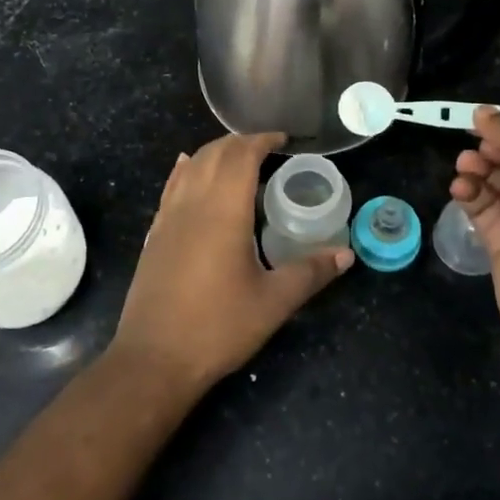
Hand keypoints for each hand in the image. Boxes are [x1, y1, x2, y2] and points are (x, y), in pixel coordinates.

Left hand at [111, 132, 352, 394]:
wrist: (153, 359)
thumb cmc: (218, 327)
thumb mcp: (273, 302)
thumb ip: (310, 273)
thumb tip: (346, 255)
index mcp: (223, 210)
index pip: (241, 155)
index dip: (262, 140)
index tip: (283, 140)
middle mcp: (193, 203)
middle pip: (214, 153)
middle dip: (240, 142)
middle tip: (267, 148)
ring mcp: (168, 217)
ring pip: (189, 166)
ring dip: (213, 152)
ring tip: (236, 157)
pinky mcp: (155, 234)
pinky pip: (171, 186)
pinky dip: (185, 169)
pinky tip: (186, 168)